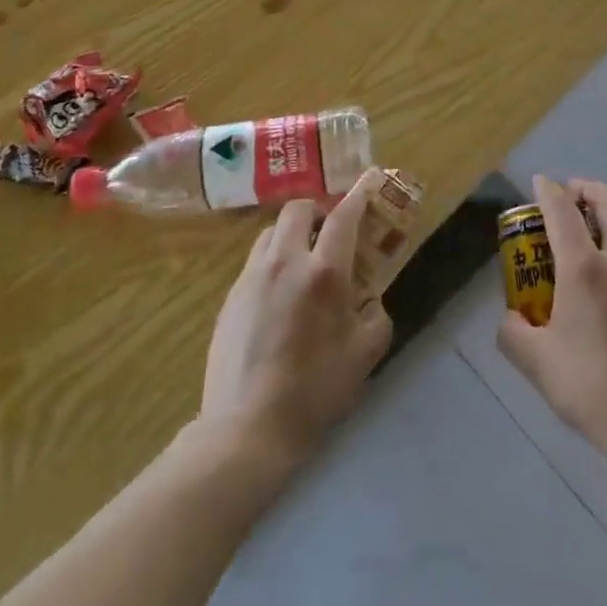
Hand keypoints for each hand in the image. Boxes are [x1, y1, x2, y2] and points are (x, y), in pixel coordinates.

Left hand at [200, 188, 392, 468]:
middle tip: (330, 232)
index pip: (343, 217)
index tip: (370, 178)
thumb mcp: (365, 355)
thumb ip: (375, 315)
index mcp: (324, 273)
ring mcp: (252, 276)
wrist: (247, 427)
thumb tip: (369, 298)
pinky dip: (272, 260)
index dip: (359, 194)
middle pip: (298, 209)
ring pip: (272, 231)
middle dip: (317, 211)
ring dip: (292, 234)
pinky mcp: (231, 295)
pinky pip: (255, 260)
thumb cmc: (315, 390)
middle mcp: (286, 261)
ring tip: (302, 260)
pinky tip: (278, 294)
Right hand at [498, 175, 606, 466]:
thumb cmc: (591, 388)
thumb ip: (513, 333)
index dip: (548, 191)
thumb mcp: (535, 363)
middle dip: (589, 189)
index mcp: (583, 270)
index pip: (563, 212)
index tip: (540, 182)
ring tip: (601, 221)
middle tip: (573, 193)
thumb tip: (511, 318)